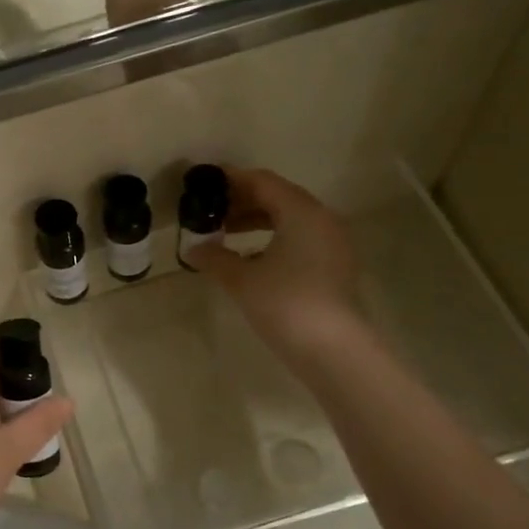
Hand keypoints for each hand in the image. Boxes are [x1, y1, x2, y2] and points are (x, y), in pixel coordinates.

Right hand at [185, 167, 363, 366]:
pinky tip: (252, 258)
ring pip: (291, 219)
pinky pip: (301, 238)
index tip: (206, 182)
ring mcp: (333, 243)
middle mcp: (322, 219)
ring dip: (258, 221)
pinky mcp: (335, 266)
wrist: (332, 348)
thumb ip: (215, 258)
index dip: (232, 180)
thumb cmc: (284, 302)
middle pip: (279, 197)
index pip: (262, 182)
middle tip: (212, 211)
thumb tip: (193, 249)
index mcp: (301, 211)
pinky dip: (275, 239)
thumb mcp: (241, 279)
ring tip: (227, 234)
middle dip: (243, 201)